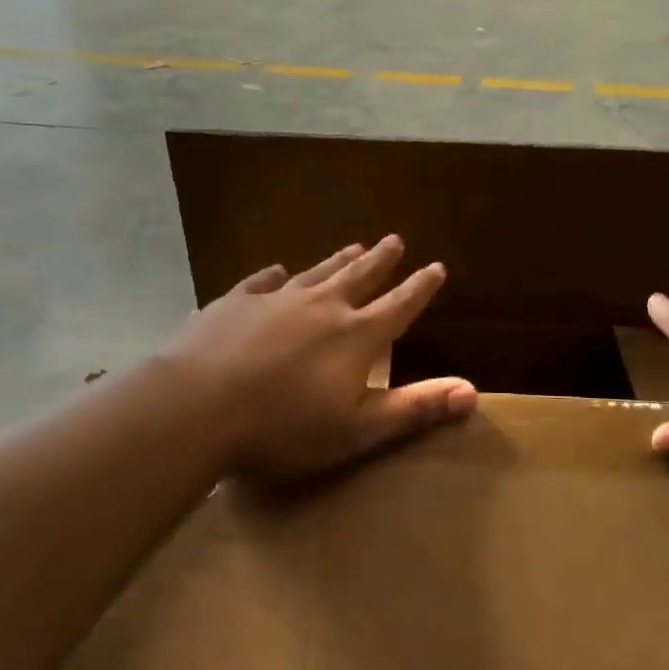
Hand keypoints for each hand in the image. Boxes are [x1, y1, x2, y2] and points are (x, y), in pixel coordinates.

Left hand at [163, 236, 476, 480]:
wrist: (195, 406)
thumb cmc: (282, 427)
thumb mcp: (356, 430)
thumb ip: (414, 409)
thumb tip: (472, 391)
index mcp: (355, 336)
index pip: (399, 306)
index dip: (420, 288)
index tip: (436, 267)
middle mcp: (321, 306)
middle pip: (359, 276)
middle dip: (381, 260)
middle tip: (395, 239)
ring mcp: (275, 299)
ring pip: (316, 272)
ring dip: (338, 259)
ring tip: (354, 245)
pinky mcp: (234, 302)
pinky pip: (262, 281)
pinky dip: (276, 275)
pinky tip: (277, 270)